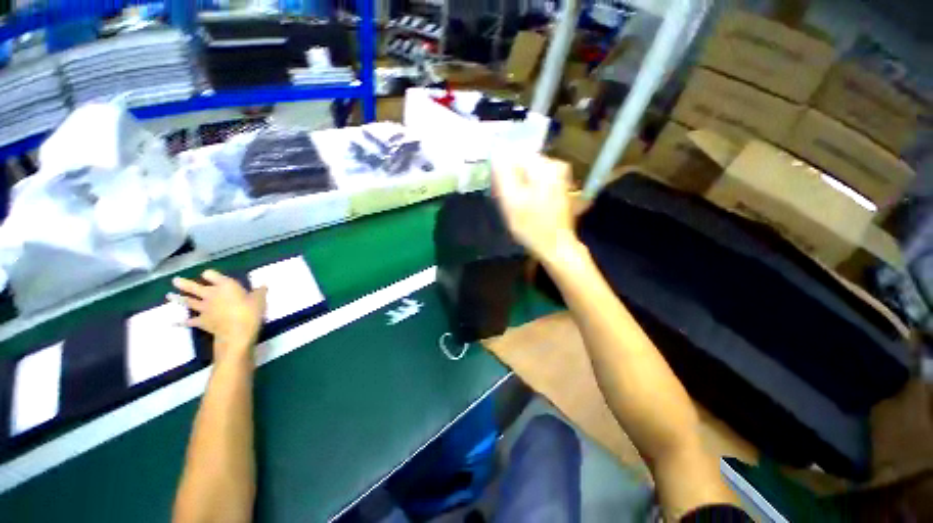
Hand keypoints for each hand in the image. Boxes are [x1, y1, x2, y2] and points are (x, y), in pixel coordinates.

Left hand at [170, 270, 266, 364]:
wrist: (237, 333)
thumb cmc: (250, 312)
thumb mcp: (260, 299)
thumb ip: (259, 291)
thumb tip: (263, 284)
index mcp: (225, 285)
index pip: (212, 275)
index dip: (211, 275)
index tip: (210, 275)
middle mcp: (211, 294)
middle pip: (194, 287)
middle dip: (184, 284)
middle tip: (175, 280)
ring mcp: (204, 308)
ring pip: (188, 301)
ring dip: (178, 298)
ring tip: (169, 295)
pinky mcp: (201, 321)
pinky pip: (189, 321)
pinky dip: (181, 322)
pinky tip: (173, 323)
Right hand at [492, 154, 578, 262]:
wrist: (556, 247)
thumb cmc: (532, 226)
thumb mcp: (511, 200)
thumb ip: (503, 174)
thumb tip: (497, 153)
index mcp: (545, 166)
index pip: (515, 154)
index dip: (502, 170)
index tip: (498, 189)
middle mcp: (556, 165)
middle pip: (522, 163)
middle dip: (510, 178)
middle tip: (506, 199)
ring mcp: (560, 177)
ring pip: (528, 174)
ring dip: (517, 186)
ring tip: (514, 205)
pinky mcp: (559, 188)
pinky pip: (535, 182)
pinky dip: (527, 191)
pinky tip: (524, 206)